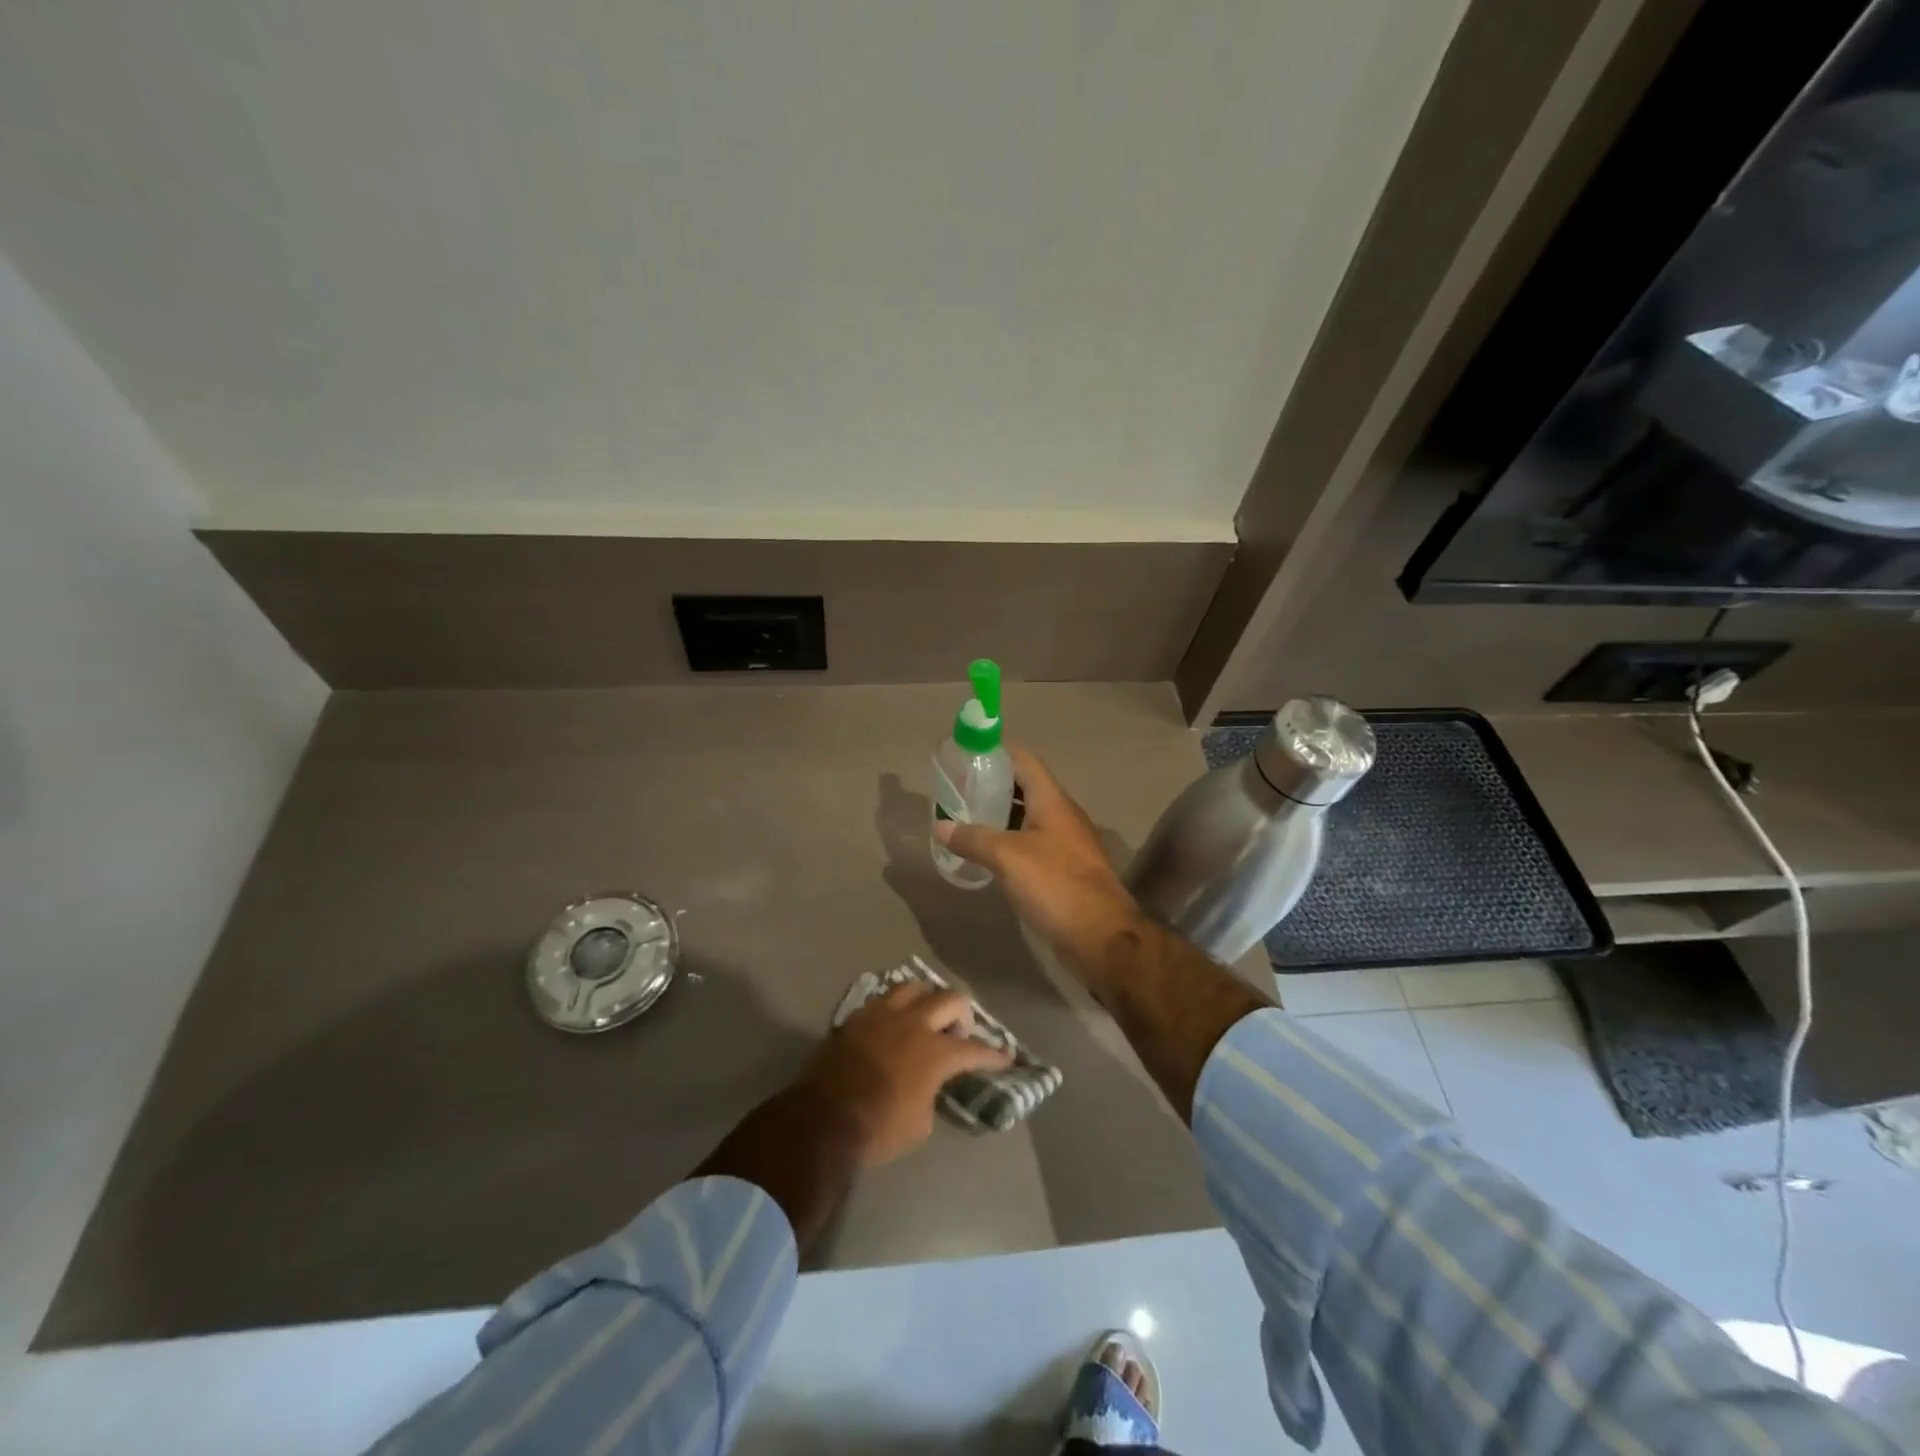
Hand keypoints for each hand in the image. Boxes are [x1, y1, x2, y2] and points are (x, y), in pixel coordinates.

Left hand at [799, 982, 1012, 1165]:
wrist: (824, 1118)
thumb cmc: (878, 1128)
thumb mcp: (920, 1123)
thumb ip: (932, 1094)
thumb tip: (928, 1085)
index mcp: (936, 1052)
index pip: (975, 1049)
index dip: (993, 1055)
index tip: (1006, 1056)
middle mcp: (915, 1024)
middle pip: (951, 1000)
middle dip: (963, 1014)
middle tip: (958, 1032)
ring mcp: (885, 1014)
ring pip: (916, 987)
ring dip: (928, 999)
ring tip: (926, 1016)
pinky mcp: (859, 1016)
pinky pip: (885, 998)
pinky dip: (897, 1006)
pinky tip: (895, 1021)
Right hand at [933, 745, 1143, 981]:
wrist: (1100, 935)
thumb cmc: (1055, 884)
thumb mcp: (1007, 857)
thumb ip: (973, 838)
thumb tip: (940, 826)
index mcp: (1053, 801)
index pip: (1025, 761)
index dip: (998, 752)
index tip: (968, 754)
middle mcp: (1063, 816)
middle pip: (1027, 788)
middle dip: (994, 786)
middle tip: (960, 790)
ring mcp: (1068, 844)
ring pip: (1030, 818)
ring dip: (1002, 816)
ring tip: (968, 820)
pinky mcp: (1067, 870)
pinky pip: (1034, 845)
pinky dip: (1011, 843)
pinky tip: (990, 856)